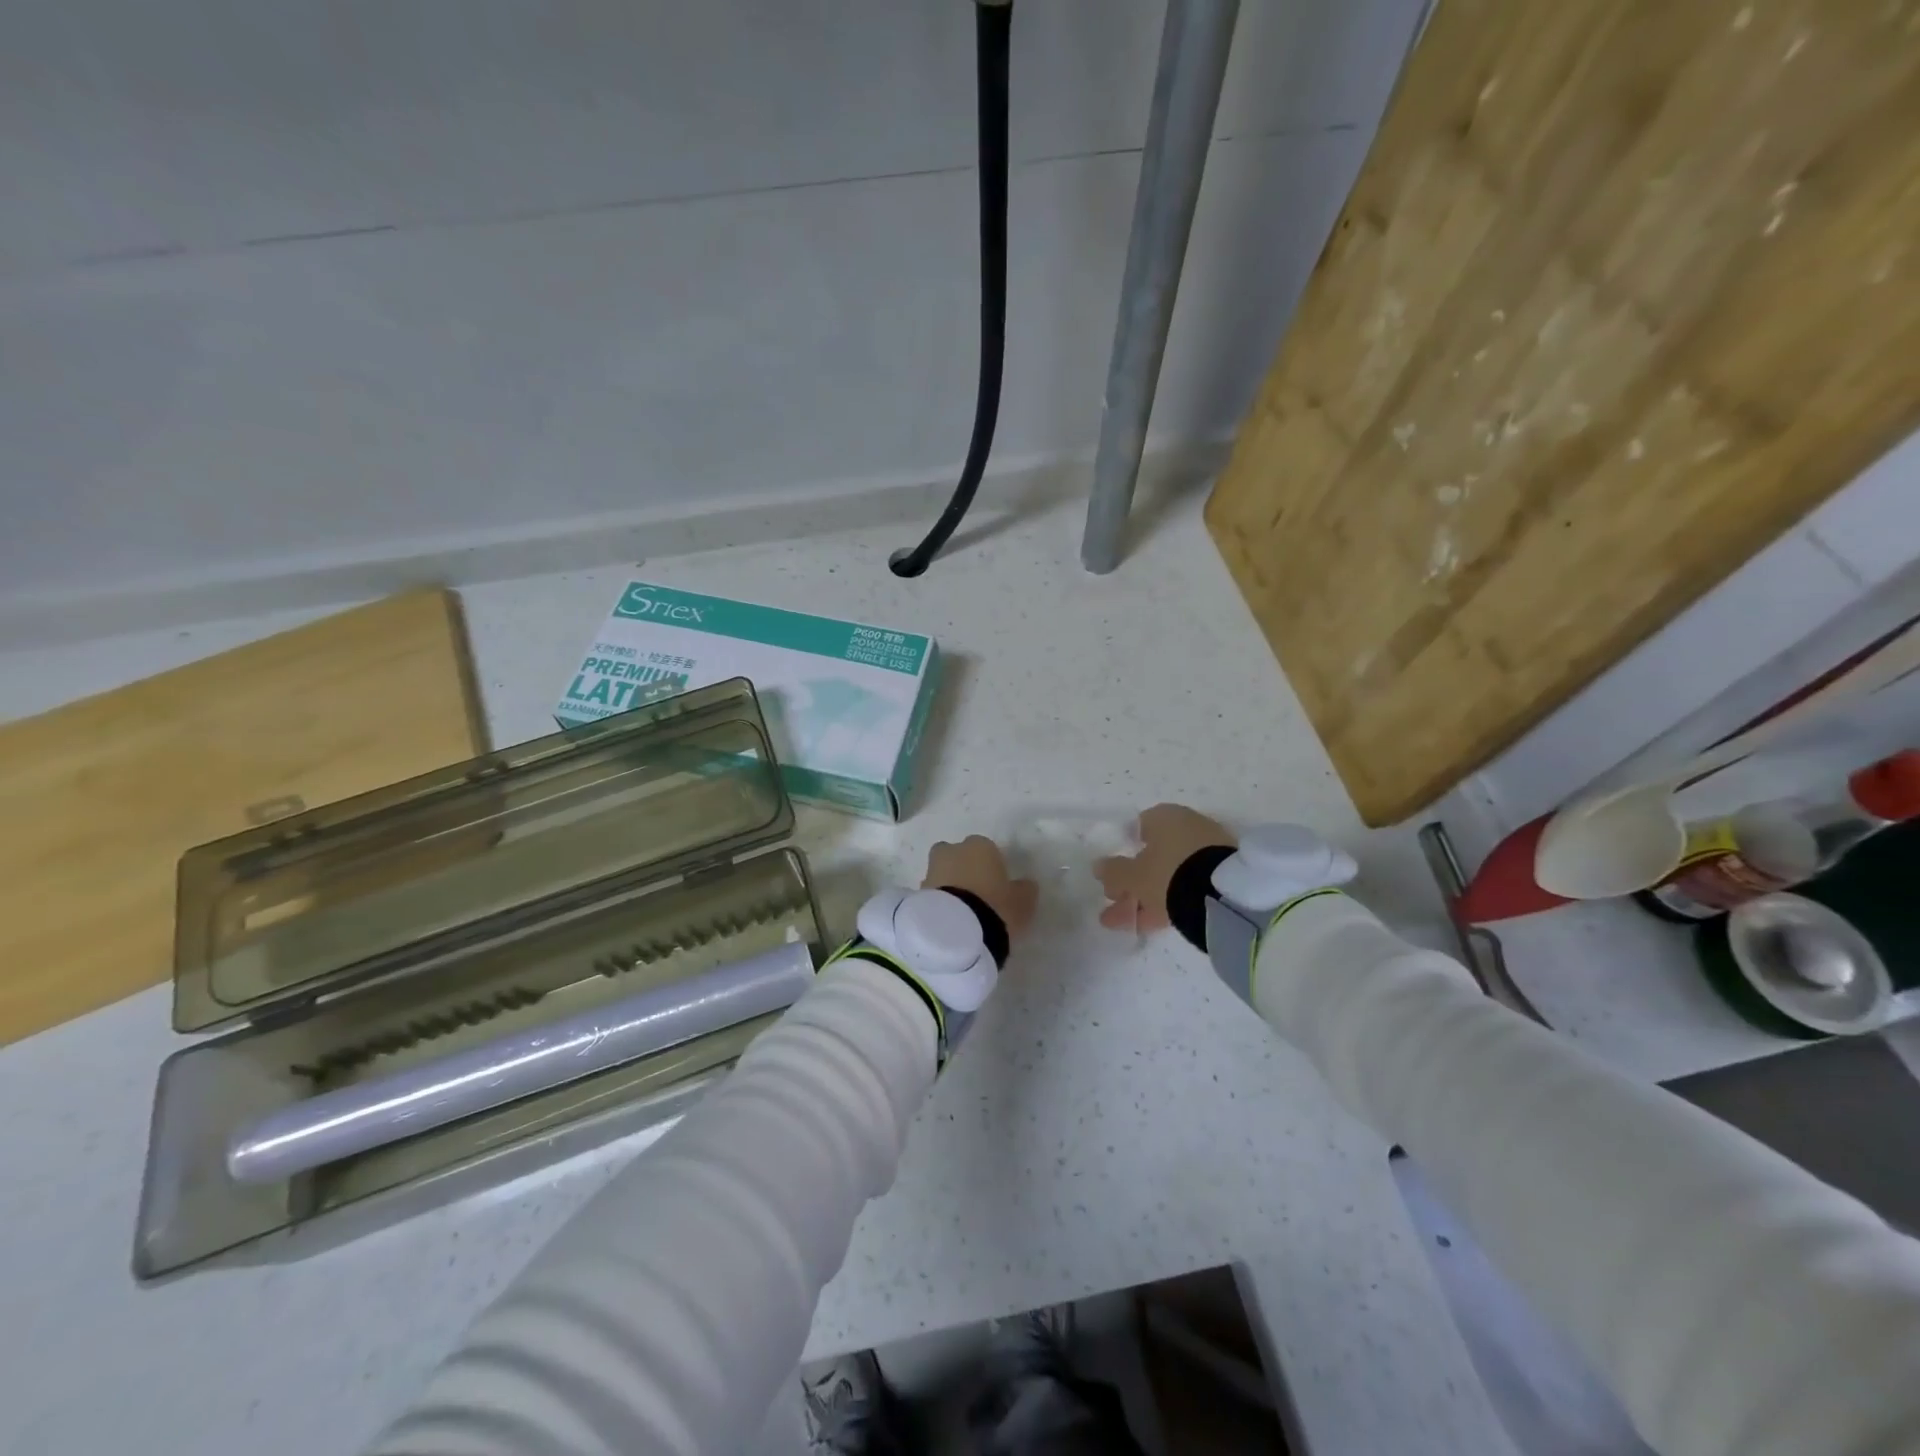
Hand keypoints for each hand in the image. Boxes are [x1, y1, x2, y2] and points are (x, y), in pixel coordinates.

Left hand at [924, 836, 1038, 939]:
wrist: (955, 931)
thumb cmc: (996, 907)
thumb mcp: (1022, 903)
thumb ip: (1024, 890)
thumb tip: (1025, 884)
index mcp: (980, 846)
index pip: (986, 849)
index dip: (991, 867)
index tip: (996, 886)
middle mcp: (953, 851)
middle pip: (957, 855)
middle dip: (962, 869)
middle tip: (975, 895)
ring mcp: (931, 869)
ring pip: (941, 872)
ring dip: (948, 886)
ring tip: (960, 913)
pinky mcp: (916, 891)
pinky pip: (931, 892)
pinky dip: (938, 902)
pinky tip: (947, 920)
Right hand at [1096, 804, 1234, 931]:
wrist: (1222, 894)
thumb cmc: (1168, 872)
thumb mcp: (1132, 875)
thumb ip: (1113, 871)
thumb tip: (1099, 867)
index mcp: (1165, 817)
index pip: (1139, 827)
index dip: (1124, 849)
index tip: (1115, 871)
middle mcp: (1188, 828)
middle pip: (1155, 854)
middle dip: (1133, 879)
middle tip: (1114, 899)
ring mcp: (1208, 853)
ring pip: (1170, 874)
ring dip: (1146, 895)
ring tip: (1122, 921)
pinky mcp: (1221, 878)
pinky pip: (1187, 887)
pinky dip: (1168, 902)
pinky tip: (1148, 924)